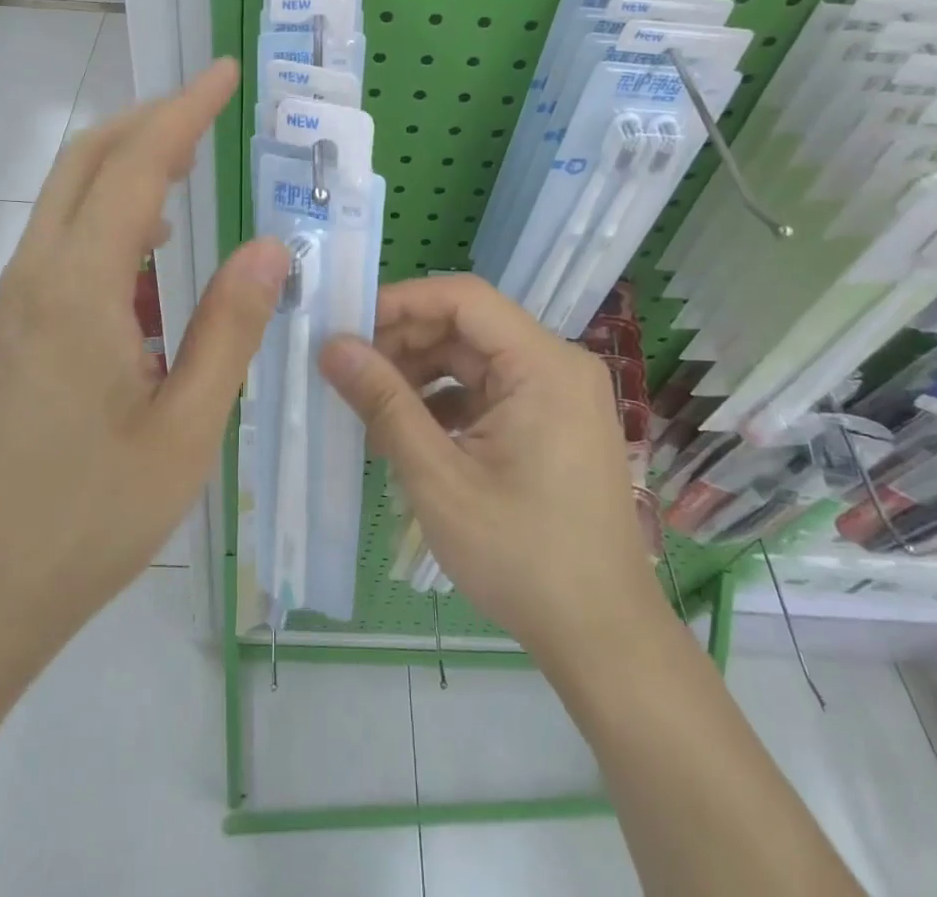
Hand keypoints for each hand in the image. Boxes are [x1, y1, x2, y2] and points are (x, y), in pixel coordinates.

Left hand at [0, 60, 286, 721]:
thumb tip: (270, 248)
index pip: (137, 165)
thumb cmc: (81, 523)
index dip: (184, 110)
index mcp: (77, 289)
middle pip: (86, 161)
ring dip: (128, 171)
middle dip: (148, 120)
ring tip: (192, 175)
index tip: (224, 74)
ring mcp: (10, 306)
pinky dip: (111, 224)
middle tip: (209, 111)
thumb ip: (228, 330)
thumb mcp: (183, 432)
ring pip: (69, 203)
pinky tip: (151, 263)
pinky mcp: (6, 336)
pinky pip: (62, 249)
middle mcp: (33, 277)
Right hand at [320, 274, 663, 678]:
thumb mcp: (439, 478)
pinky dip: (448, 403)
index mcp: (544, 364)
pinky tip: (410, 434)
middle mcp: (558, 365)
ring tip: (371, 406)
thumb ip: (384, 403)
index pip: (464, 298)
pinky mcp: (553, 422)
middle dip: (406, 342)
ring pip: (475, 359)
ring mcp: (559, 394)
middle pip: (469, 327)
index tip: (348, 324)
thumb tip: (332, 347)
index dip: (402, 302)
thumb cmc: (522, 556)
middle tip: (349, 370)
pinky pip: (490, 391)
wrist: (603, 638)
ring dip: (422, 374)